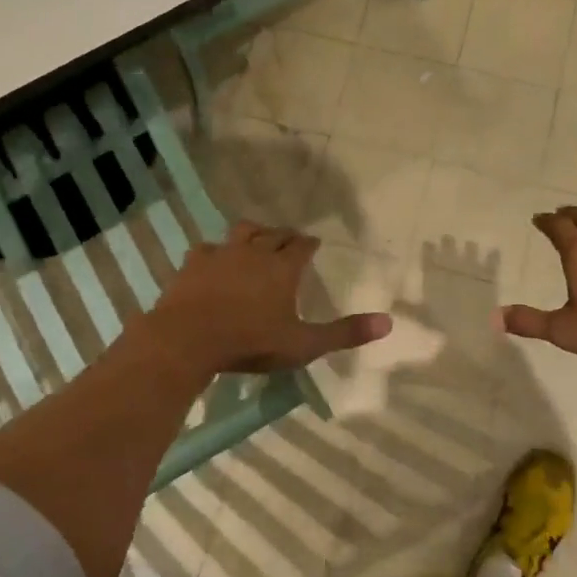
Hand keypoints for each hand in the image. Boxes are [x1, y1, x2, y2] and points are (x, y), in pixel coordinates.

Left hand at [150, 222, 391, 374]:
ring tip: (256, 237)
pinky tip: (213, 258)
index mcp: (283, 268)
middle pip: (274, 234)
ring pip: (242, 232)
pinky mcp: (193, 264)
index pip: (302, 246)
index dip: (310, 244)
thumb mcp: (303, 344)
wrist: (187, 339)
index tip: (314, 244)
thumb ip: (344, 333)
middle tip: (290, 239)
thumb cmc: (250, 342)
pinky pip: (207, 248)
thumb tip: (388, 322)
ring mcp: (221, 254)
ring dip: (253, 232)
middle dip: (285, 235)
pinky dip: (215, 251)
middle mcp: (254, 252)